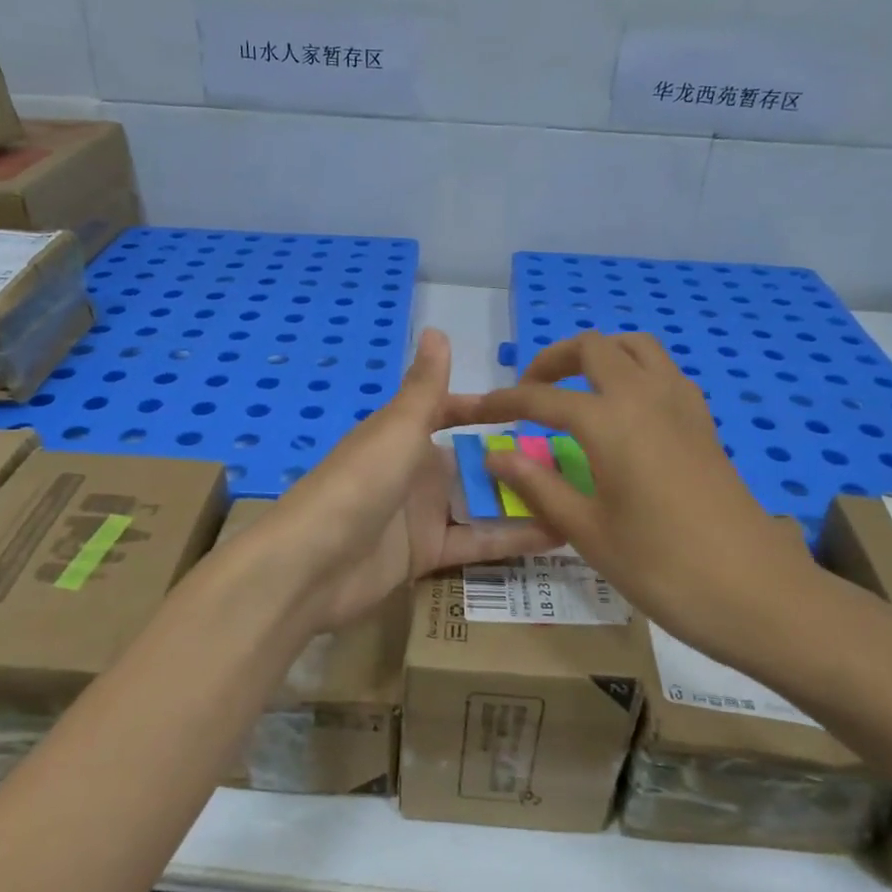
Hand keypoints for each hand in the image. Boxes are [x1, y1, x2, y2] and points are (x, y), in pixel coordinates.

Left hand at [237, 329, 558, 634]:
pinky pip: (476, 541)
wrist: (312, 563)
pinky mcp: (426, 555)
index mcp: (405, 434)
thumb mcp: (398, 428)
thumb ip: (425, 386)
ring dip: (523, 500)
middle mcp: (415, 471)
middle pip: (473, 462)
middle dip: (517, 460)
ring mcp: (421, 515)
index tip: (534, 408)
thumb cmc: (359, 482)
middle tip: (576, 460)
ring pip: (481, 503)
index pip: (451, 412)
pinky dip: (512, 539)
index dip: (487, 410)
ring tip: (579, 496)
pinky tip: (558, 535)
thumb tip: (435, 328)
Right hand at [466, 331, 823, 672]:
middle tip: (529, 395)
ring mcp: (682, 405)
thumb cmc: (662, 567)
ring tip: (575, 390)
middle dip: (552, 361)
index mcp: (610, 422)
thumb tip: (496, 455)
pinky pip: (663, 371)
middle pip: (593, 348)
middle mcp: (646, 396)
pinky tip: (624, 411)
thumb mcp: (588, 531)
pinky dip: (633, 371)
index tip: (477, 412)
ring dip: (598, 356)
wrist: (756, 592)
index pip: (543, 397)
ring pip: (635, 348)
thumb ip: (538, 486)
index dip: (504, 402)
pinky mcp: (704, 422)